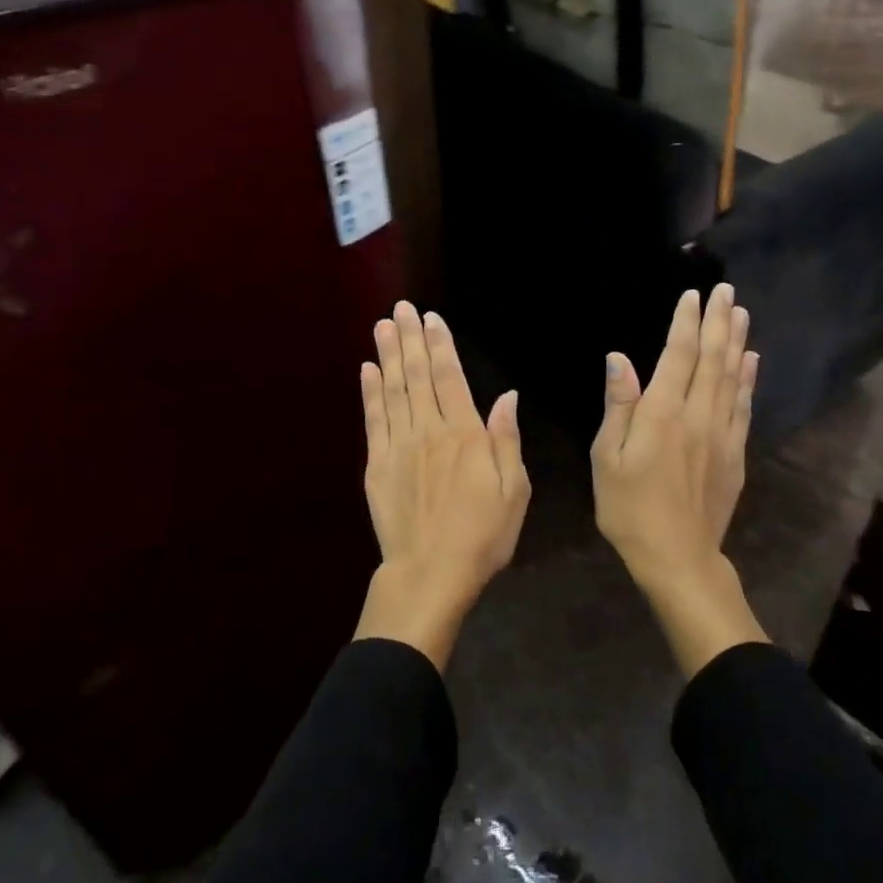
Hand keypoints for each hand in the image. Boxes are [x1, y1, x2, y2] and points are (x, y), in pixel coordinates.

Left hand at [353, 302, 529, 669]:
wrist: (430, 574)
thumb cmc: (482, 536)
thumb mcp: (514, 491)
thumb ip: (507, 440)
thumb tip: (507, 396)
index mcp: (466, 436)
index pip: (451, 378)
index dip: (441, 345)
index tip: (432, 319)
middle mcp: (430, 431)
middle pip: (419, 376)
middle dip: (411, 338)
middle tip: (402, 308)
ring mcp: (399, 446)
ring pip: (394, 390)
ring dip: (389, 355)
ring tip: (383, 325)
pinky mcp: (377, 465)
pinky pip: (373, 420)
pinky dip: (370, 392)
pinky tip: (368, 369)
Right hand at [591, 284, 766, 675]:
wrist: (677, 557)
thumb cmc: (629, 508)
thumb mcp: (607, 458)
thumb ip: (618, 405)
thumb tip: (619, 358)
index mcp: (662, 413)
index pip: (678, 355)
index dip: (685, 322)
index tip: (692, 294)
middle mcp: (697, 414)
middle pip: (711, 358)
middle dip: (718, 321)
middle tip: (726, 290)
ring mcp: (721, 433)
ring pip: (732, 377)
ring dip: (736, 342)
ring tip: (741, 313)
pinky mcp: (735, 453)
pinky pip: (743, 406)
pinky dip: (747, 379)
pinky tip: (750, 361)